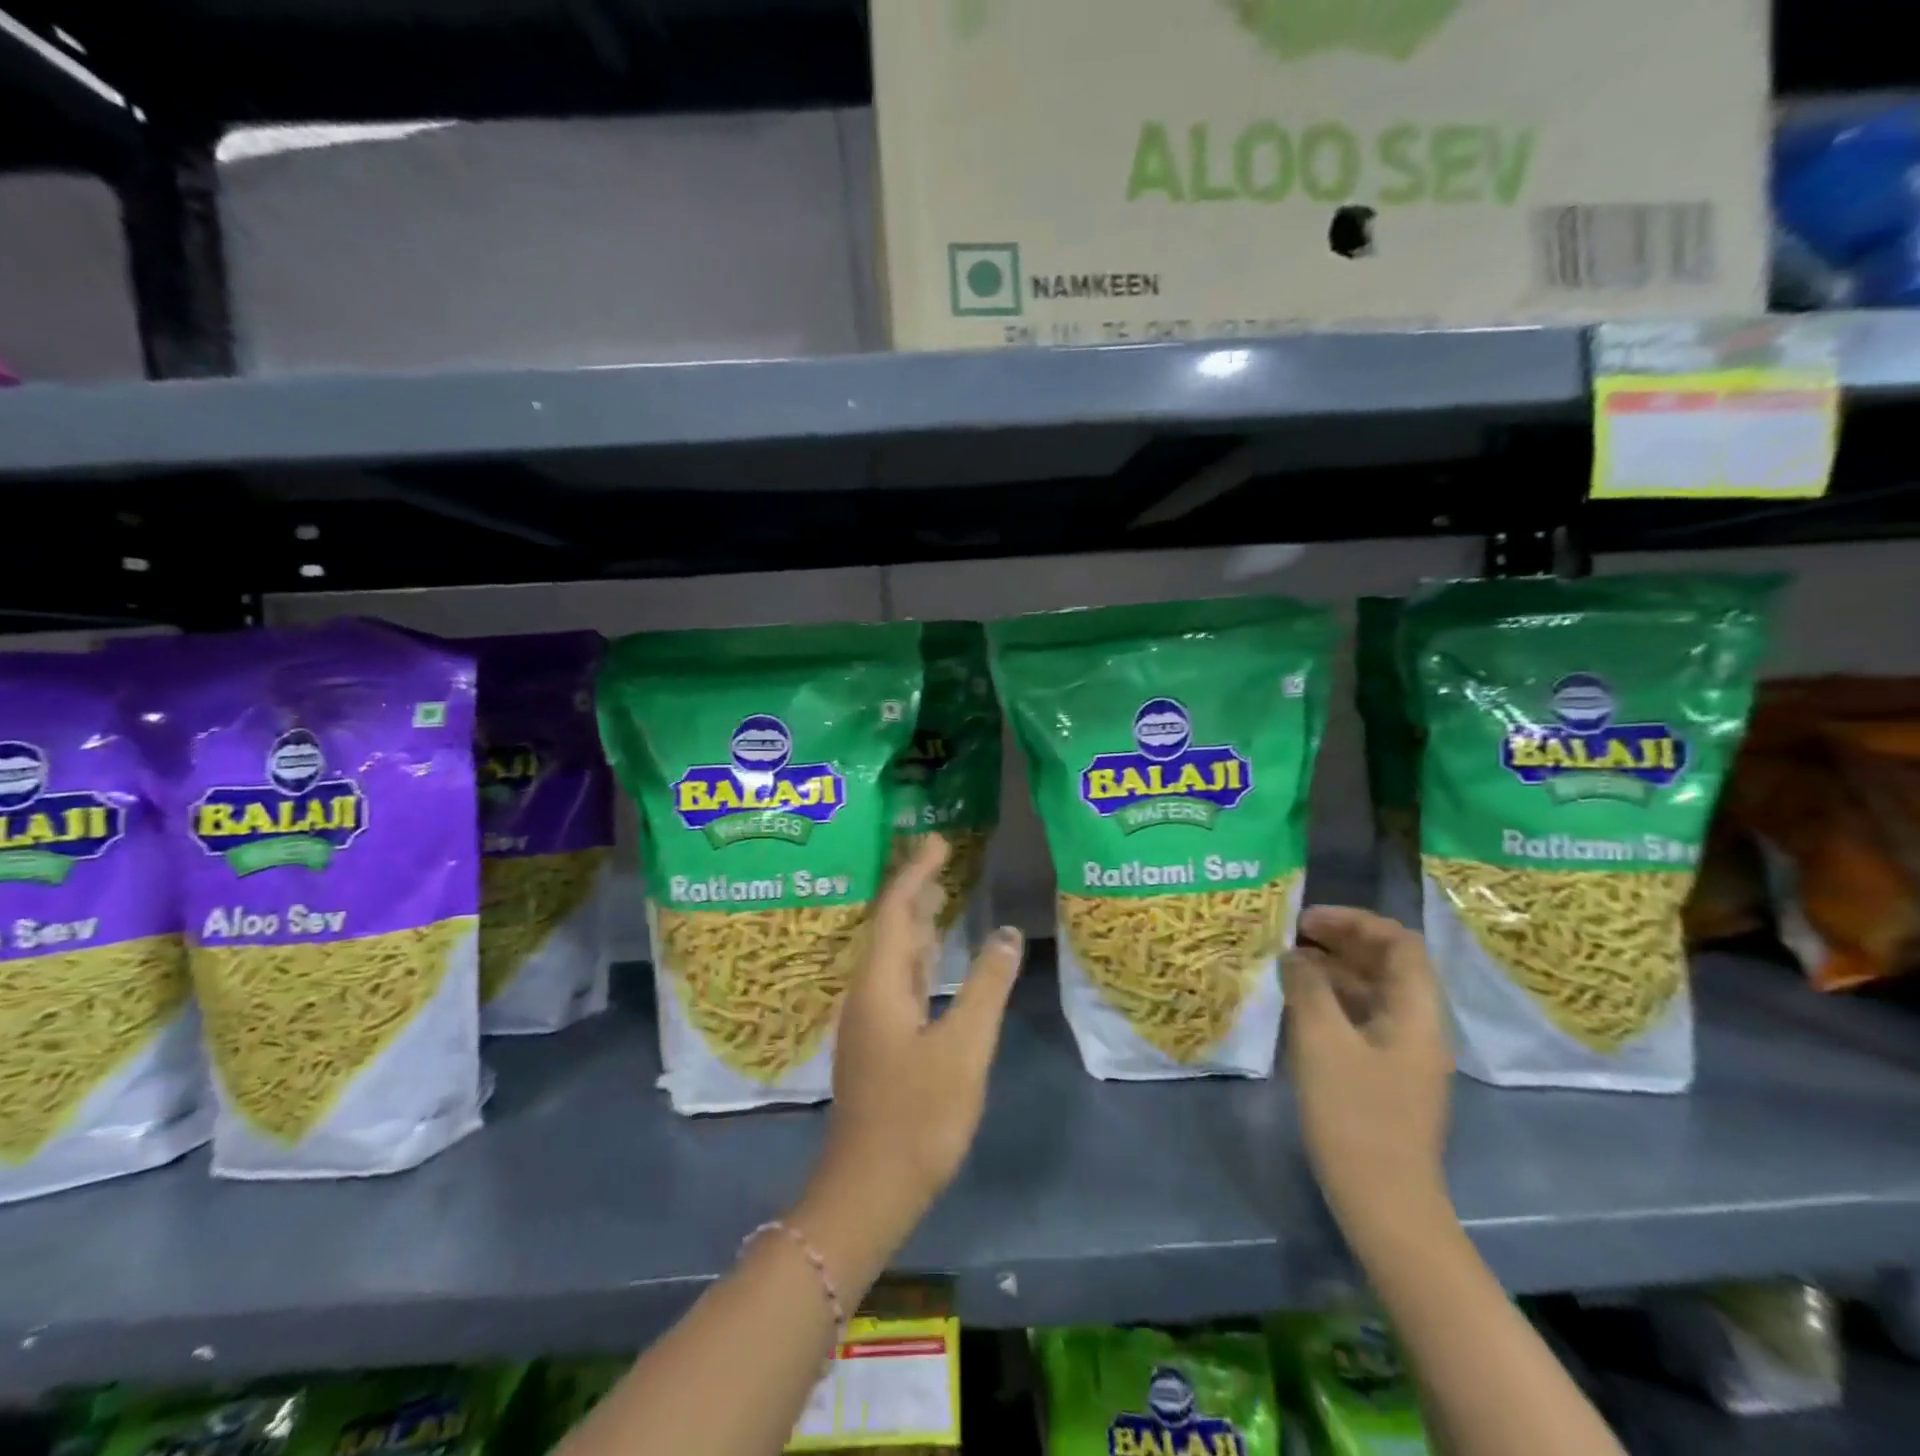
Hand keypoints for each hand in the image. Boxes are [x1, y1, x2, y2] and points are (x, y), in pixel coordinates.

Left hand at [811, 835, 1024, 1242]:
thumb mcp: (964, 1048)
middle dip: (914, 888)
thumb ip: (987, 987)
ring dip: (915, 921)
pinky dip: (918, 957)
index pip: (895, 909)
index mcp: (880, 983)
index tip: (938, 841)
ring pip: (893, 954)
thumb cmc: (917, 1117)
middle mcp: (868, 992)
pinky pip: (898, 980)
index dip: (916, 872)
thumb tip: (1008, 934)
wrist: (868, 1190)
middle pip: (889, 926)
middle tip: (942, 858)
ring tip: (941, 895)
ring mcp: (870, 1020)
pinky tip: (934, 961)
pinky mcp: (878, 1043)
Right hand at [1281, 906, 1452, 1235]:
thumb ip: (1307, 987)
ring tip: (1286, 965)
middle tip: (1291, 936)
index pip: (1399, 942)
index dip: (1354, 921)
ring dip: (1333, 970)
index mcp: (1417, 1012)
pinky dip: (1332, 1000)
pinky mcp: (1386, 1074)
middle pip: (1387, 963)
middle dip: (1340, 941)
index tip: (1306, 920)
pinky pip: (1362, 1018)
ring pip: (1372, 991)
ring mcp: (1404, 1052)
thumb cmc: (1355, 1115)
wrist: (1384, 1202)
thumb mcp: (1322, 1041)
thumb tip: (1294, 955)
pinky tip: (1298, 1004)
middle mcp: (1419, 1025)